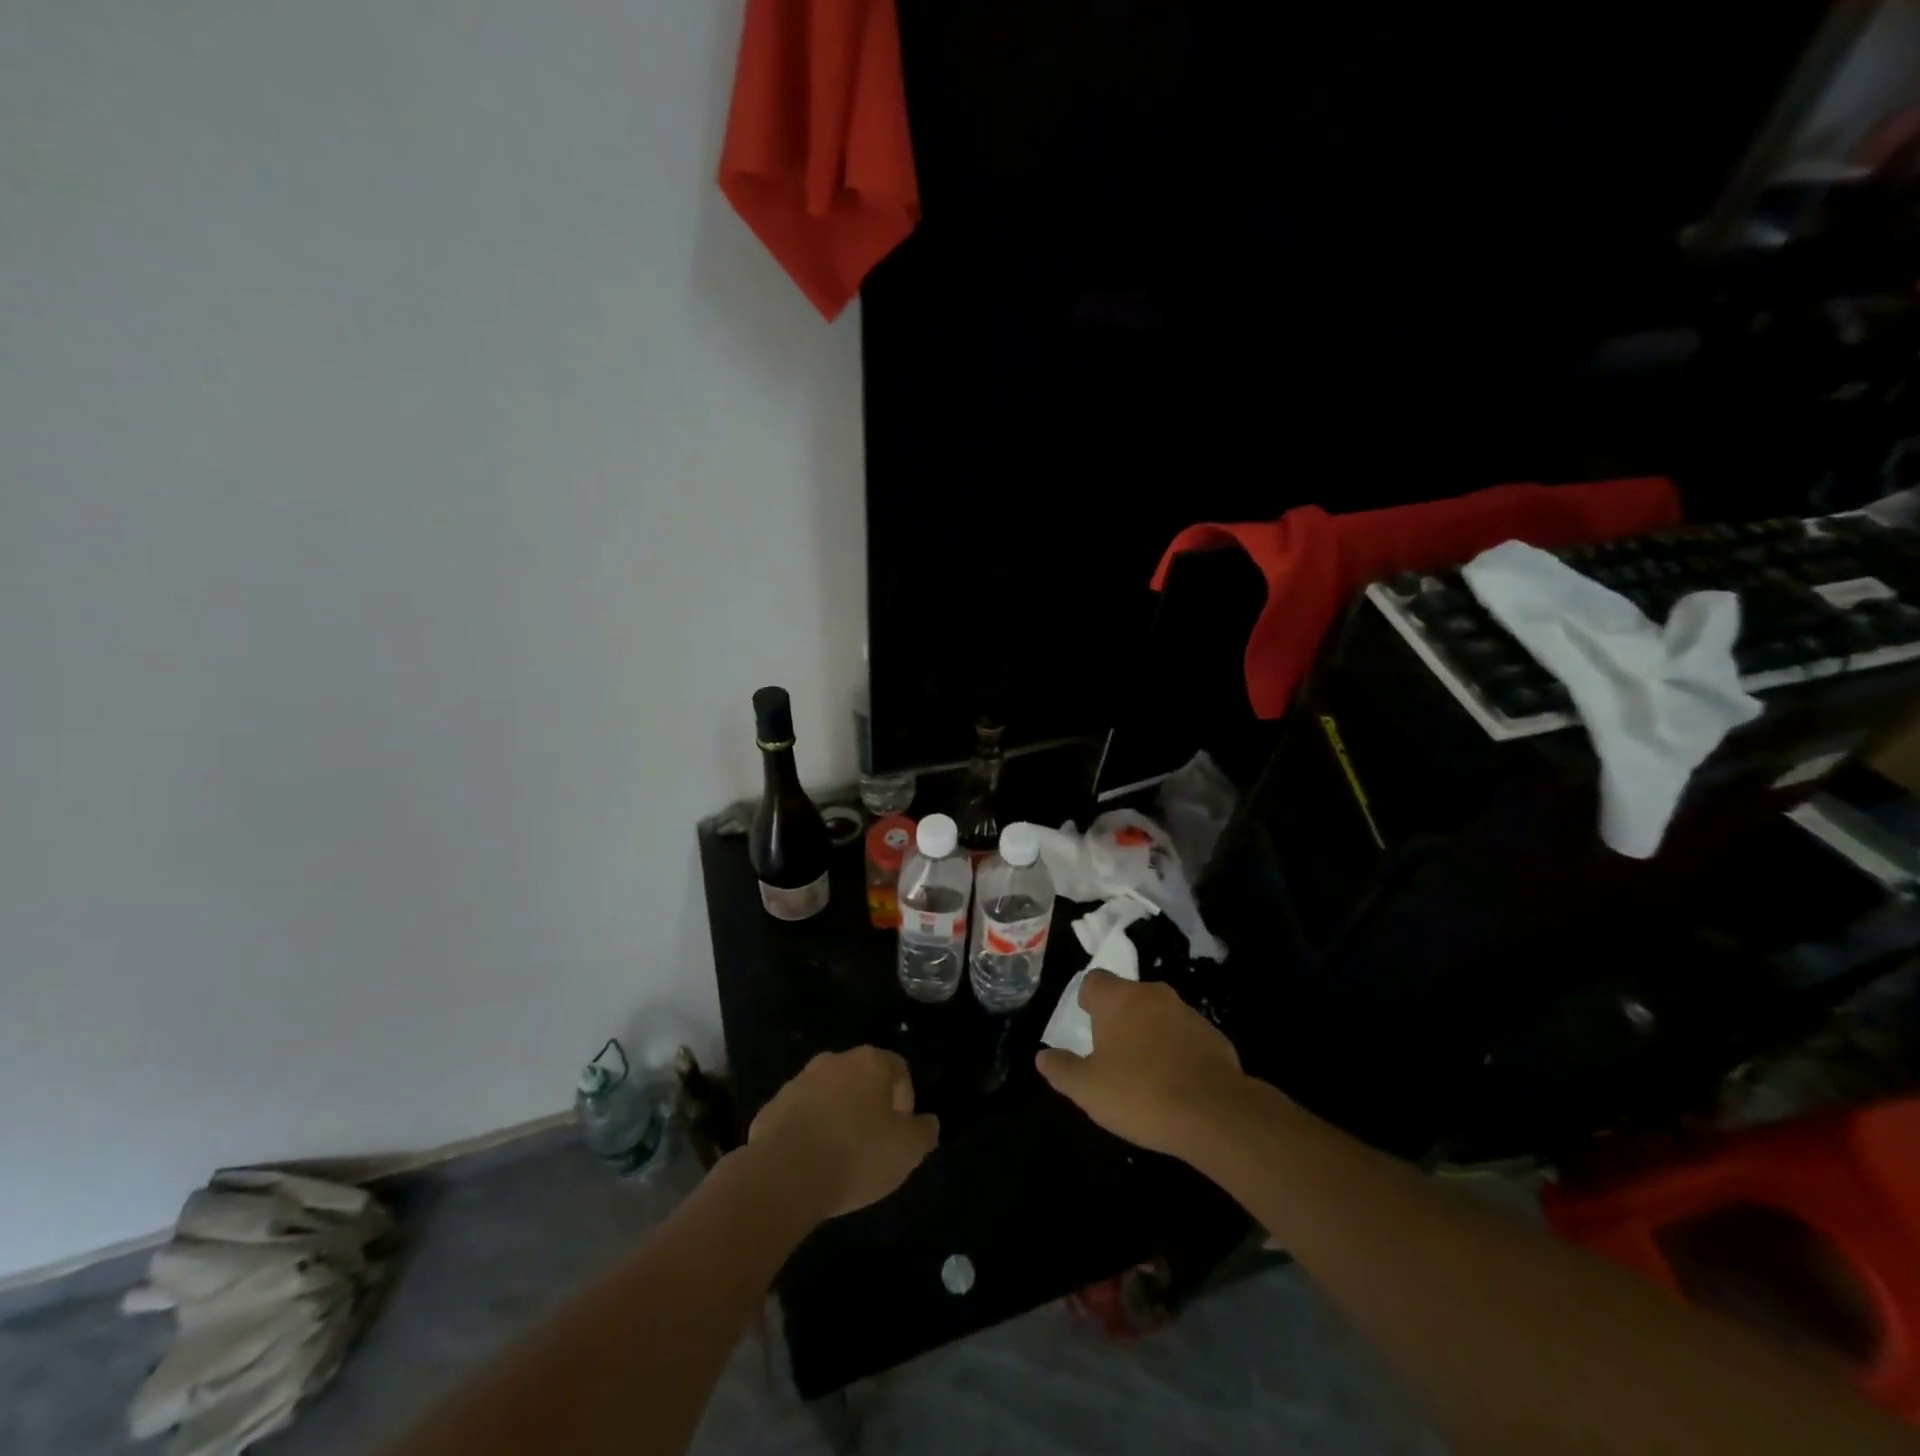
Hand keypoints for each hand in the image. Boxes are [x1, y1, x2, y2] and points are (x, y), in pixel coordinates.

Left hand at [747, 1046, 938, 1220]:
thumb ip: (924, 1132)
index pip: (898, 1069)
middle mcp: (834, 1061)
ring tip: (838, 1156)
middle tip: (872, 1143)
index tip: (900, 1132)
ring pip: (828, 1094)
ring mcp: (798, 1081)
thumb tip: (927, 1122)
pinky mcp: (771, 1107)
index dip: (904, 1100)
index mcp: (870, 1063)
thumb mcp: (907, 1152)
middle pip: (861, 1078)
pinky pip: (799, 1115)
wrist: (783, 1176)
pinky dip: (807, 1131)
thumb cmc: (855, 1156)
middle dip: (868, 1106)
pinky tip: (810, 1163)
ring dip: (836, 1116)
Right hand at [1035, 970, 1247, 1158]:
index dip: (1088, 1000)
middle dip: (1119, 1018)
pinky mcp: (1214, 1036)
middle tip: (1112, 1053)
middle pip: (1128, 996)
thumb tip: (1043, 1056)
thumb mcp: (1088, 1089)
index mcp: (1118, 998)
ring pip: (1158, 1015)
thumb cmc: (1140, 1094)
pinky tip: (1175, 1084)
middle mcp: (1153, 995)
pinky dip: (1177, 1051)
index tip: (1087, 1024)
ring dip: (1149, 1034)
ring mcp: (1188, 1013)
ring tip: (1144, 1073)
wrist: (1215, 1114)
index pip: (1095, 981)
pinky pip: (1185, 1037)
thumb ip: (1062, 1069)